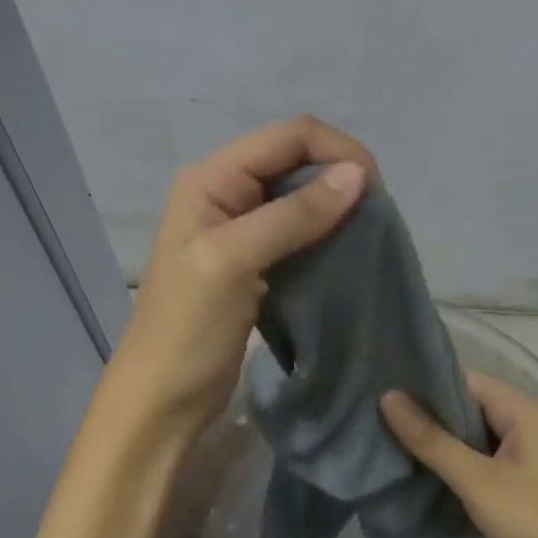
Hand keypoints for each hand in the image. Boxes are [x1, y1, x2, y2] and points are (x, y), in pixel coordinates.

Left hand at [104, 117, 373, 444]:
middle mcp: (227, 190)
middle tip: (376, 214)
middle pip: (297, 158)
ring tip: (369, 230)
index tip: (375, 190)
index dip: (336, 150)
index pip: (288, 136)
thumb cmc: (186, 330)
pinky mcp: (257, 257)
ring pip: (302, 192)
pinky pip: (300, 227)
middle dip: (340, 174)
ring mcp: (242, 225)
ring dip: (337, 203)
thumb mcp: (233, 263)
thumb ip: (292, 215)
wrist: (162, 400)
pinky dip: (327, 230)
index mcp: (212, 178)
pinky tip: (347, 249)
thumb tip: (358, 174)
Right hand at [381, 372, 537, 537]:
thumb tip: (388, 396)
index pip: (463, 379)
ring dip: (439, 442)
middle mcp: (524, 422)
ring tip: (390, 444)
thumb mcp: (478, 481)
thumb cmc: (537, 522)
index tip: (381, 392)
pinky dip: (455, 464)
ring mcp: (524, 453)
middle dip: (427, 415)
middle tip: (377, 421)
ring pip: (471, 435)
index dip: (424, 385)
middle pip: (466, 406)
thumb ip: (432, 440)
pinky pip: (480, 459)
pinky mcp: (521, 481)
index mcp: (520, 408)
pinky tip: (422, 474)